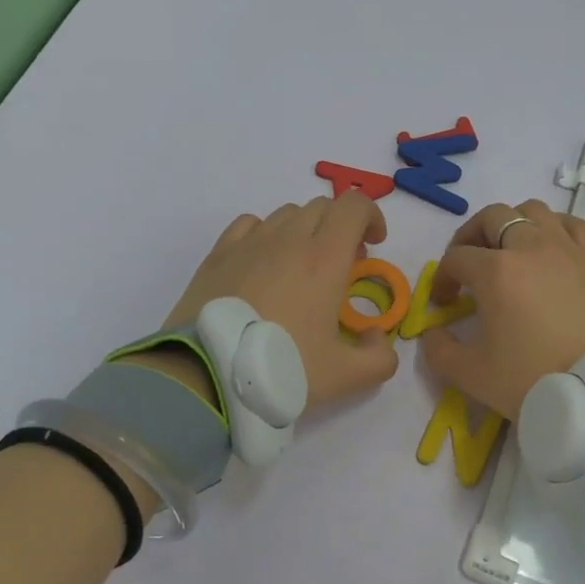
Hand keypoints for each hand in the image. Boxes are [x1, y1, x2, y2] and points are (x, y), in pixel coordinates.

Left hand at [162, 194, 399, 408]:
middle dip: (340, 227)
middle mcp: (288, 239)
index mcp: (325, 259)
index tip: (374, 244)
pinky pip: (250, 224)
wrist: (205, 377)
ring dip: (305, 230)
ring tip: (302, 267)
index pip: (354, 205)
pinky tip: (264, 264)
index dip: (371, 216)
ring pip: (286, 214)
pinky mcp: (218, 254)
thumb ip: (379, 358)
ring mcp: (249, 243)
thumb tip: (376, 337)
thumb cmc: (280, 370)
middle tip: (342, 265)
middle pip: (322, 206)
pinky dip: (267, 233)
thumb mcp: (345, 378)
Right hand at [420, 199, 584, 418]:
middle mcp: (530, 247)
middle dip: (471, 236)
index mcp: (495, 271)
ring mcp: (568, 249)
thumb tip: (434, 333)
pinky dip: (553, 229)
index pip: (456, 258)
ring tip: (510, 252)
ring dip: (513, 225)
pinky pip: (571, 224)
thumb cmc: (533, 382)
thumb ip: (439, 351)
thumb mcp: (471, 375)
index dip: (443, 278)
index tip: (444, 304)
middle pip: (492, 217)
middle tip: (469, 265)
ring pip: (533, 211)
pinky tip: (550, 250)